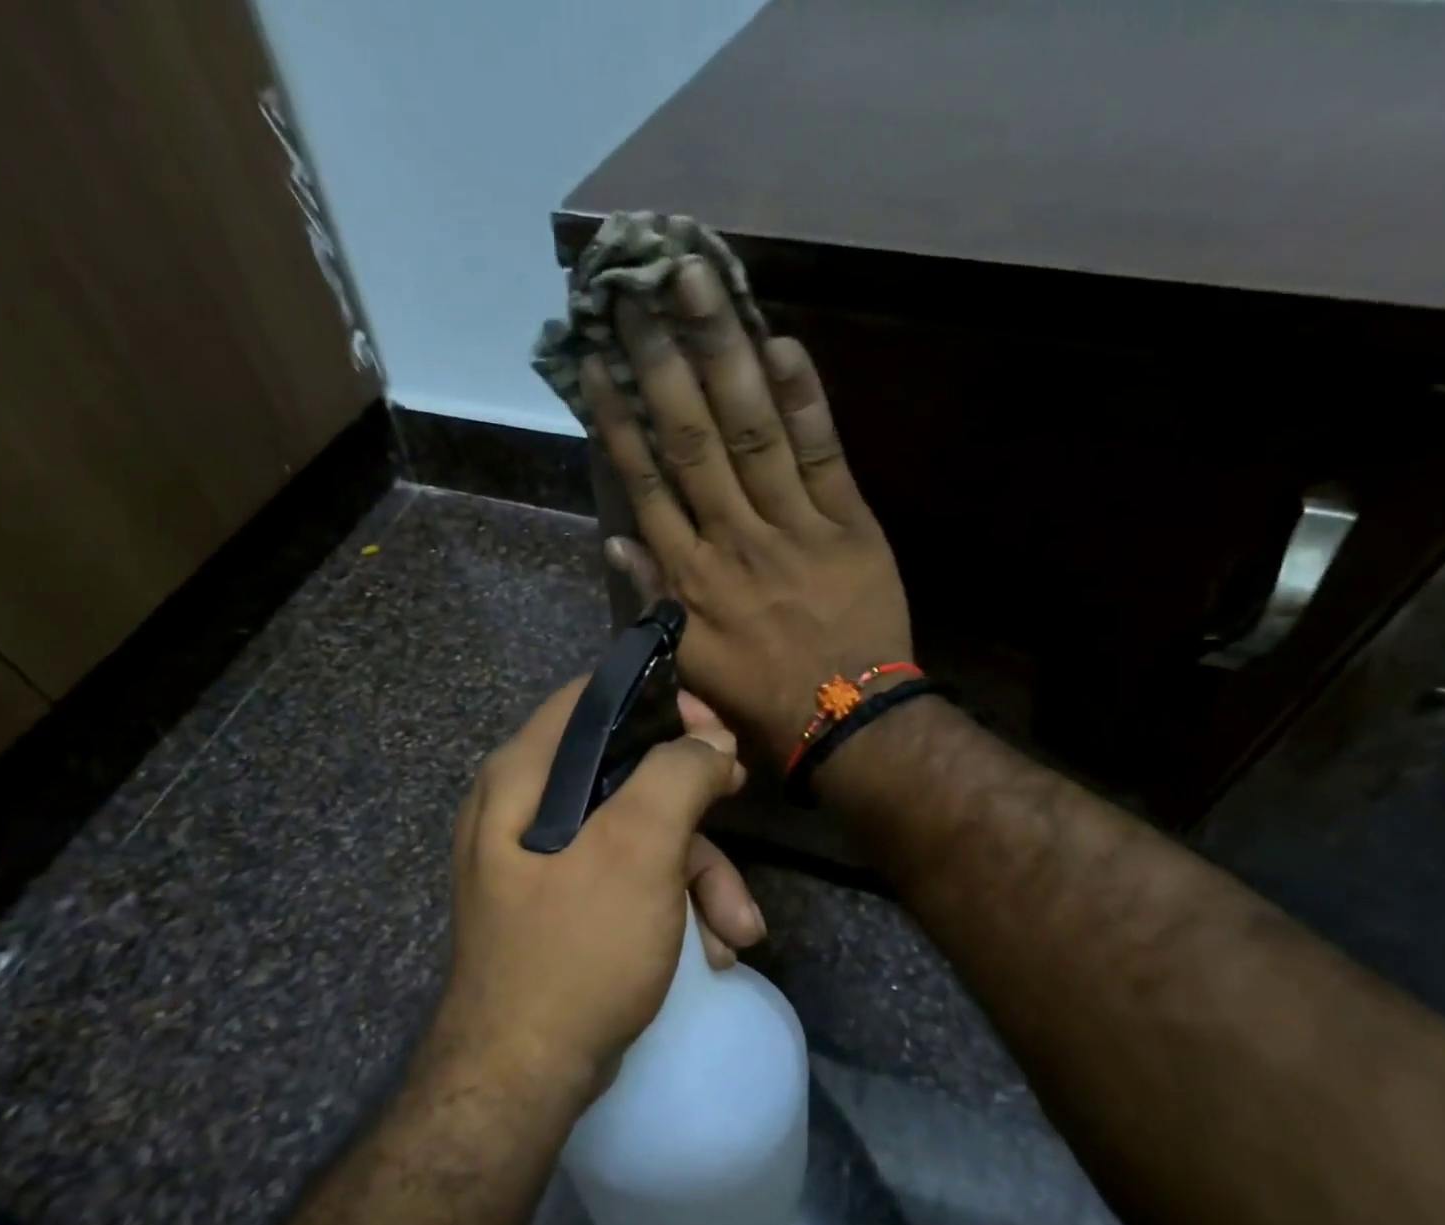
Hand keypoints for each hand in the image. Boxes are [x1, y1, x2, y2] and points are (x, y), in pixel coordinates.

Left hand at [432, 677, 759, 1106]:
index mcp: (523, 777)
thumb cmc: (577, 949)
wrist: (522, 1080)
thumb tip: (710, 741)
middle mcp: (524, 808)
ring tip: (738, 928)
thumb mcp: (636, 851)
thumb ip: (676, 777)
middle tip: (739, 798)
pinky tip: (712, 950)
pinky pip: (628, 879)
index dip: (659, 703)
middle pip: (625, 770)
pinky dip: (674, 906)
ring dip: (699, 875)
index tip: (714, 729)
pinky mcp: (565, 906)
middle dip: (694, 803)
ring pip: (637, 833)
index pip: (593, 702)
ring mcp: (543, 861)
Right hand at [580, 259, 912, 766]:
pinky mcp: (849, 524)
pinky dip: (804, 400)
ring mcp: (794, 527)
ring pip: (752, 431)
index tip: (595, 362)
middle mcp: (733, 540)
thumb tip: (614, 537)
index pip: (646, 484)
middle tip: (636, 289)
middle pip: (692, 440)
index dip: (618, 420)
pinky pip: (823, 453)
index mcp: (691, 578)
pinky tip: (782, 342)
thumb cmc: (761, 698)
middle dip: (661, 362)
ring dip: (723, 354)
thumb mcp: (688, 663)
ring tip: (698, 284)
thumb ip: (649, 598)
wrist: (848, 720)